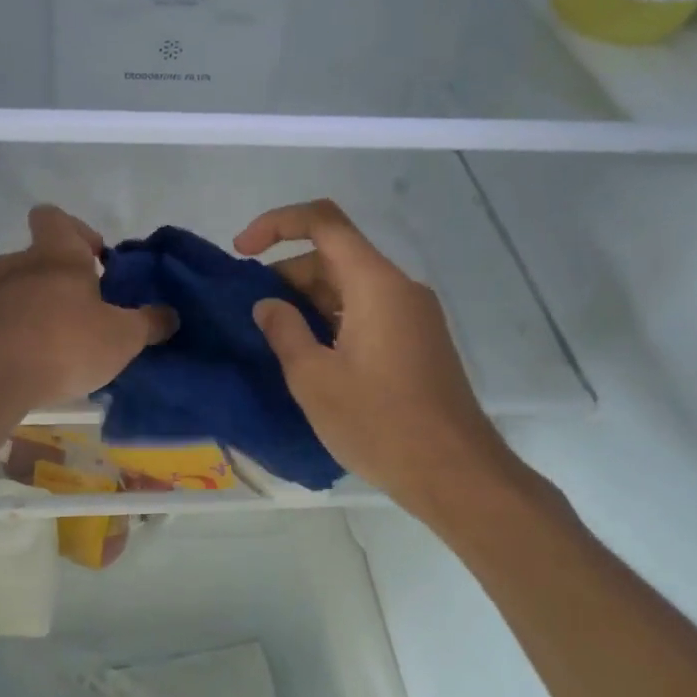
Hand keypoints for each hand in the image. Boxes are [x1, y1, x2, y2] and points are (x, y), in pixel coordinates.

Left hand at [0, 206, 176, 410]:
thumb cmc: (65, 347)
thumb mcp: (122, 338)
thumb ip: (149, 323)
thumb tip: (170, 315)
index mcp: (59, 257)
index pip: (59, 219)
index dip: (76, 231)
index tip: (95, 261)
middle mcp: (19, 263)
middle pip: (35, 250)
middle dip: (54, 269)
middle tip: (75, 301)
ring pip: (4, 274)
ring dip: (19, 287)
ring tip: (35, 316)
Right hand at [235, 200, 541, 517]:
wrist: (455, 474)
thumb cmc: (379, 423)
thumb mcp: (314, 378)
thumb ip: (284, 331)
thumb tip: (268, 305)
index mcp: (375, 284)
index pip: (323, 222)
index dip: (276, 224)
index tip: (241, 251)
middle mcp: (399, 288)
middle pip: (335, 255)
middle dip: (287, 272)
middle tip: (252, 311)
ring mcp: (413, 315)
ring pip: (351, 285)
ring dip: (308, 299)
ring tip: (274, 336)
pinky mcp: (418, 342)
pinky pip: (367, 311)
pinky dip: (332, 318)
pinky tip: (311, 355)